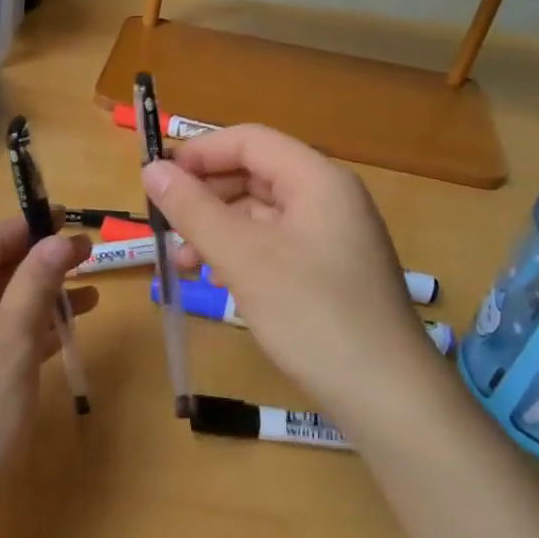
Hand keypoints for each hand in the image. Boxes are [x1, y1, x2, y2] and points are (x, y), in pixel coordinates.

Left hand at [0, 219, 94, 523]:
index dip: (33, 228)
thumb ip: (36, 283)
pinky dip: (21, 332)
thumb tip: (61, 239)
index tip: (76, 219)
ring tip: (90, 292)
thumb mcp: (11, 340)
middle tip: (90, 257)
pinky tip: (60, 332)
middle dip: (39, 264)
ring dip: (36, 299)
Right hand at [142, 126, 443, 426]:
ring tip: (184, 262)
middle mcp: (328, 198)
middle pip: (254, 174)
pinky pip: (274, 244)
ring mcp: (331, 236)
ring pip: (260, 213)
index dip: (198, 153)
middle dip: (205, 196)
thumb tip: (151, 170)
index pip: (249, 141)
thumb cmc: (312, 314)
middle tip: (165, 227)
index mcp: (316, 180)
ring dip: (216, 229)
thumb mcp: (243, 258)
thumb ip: (194, 210)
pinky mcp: (328, 271)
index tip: (155, 180)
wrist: (387, 396)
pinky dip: (239, 254)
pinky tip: (218, 281)